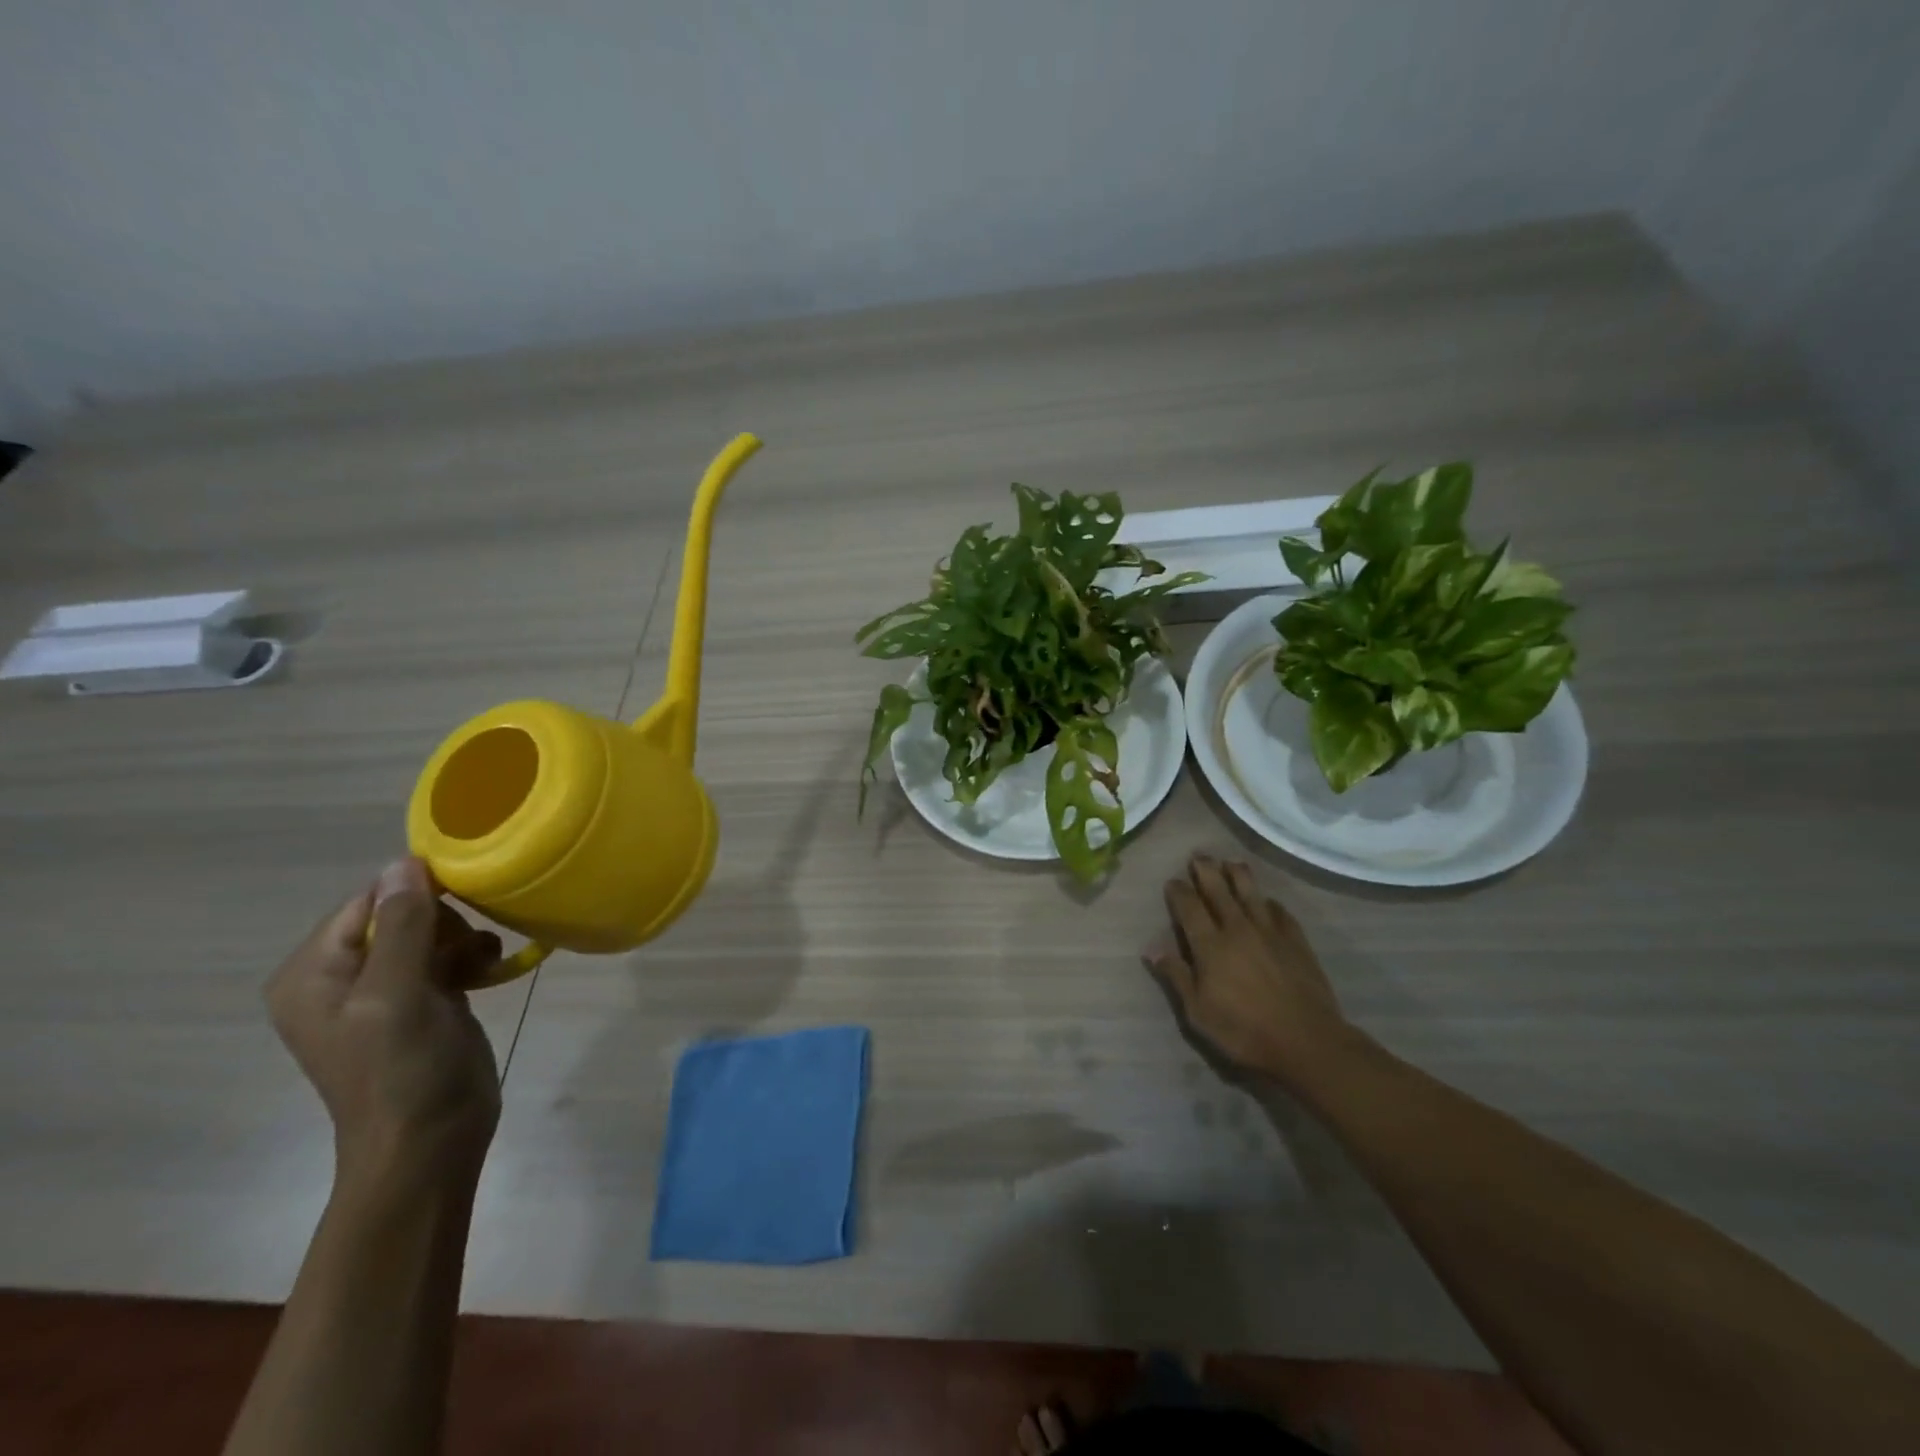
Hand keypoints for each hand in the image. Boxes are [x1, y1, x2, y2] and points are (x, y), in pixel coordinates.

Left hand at [267, 858, 502, 1188]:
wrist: (430, 1144)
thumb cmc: (403, 1071)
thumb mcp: (397, 994)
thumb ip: (402, 926)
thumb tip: (405, 861)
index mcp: (313, 973)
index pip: (367, 900)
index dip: (416, 894)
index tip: (463, 903)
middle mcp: (341, 977)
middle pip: (402, 912)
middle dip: (444, 921)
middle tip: (467, 948)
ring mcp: (384, 991)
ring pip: (432, 932)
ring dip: (464, 939)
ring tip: (483, 964)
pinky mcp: (423, 1002)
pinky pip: (447, 956)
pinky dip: (471, 957)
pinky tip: (489, 972)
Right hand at [1147, 854, 1360, 1085]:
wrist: (1306, 1042)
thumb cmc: (1244, 1031)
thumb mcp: (1198, 1012)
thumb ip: (1176, 976)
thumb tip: (1152, 948)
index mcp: (1210, 945)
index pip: (1189, 907)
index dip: (1178, 891)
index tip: (1172, 882)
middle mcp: (1238, 928)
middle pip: (1218, 890)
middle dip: (1205, 870)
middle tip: (1198, 856)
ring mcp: (1269, 932)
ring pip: (1250, 892)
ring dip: (1238, 874)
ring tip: (1230, 861)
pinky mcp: (1295, 941)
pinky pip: (1279, 912)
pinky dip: (1269, 902)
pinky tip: (1267, 901)